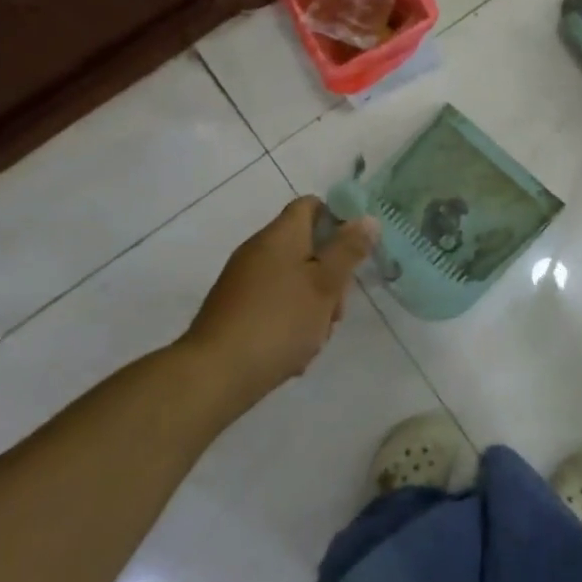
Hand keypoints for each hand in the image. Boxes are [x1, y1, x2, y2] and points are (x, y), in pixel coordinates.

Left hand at [183, 197, 379, 396]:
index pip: (311, 206)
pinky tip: (294, 352)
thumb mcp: (326, 284)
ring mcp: (243, 282)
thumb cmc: (279, 321)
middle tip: (336, 309)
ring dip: (313, 305)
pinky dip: (289, 322)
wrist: (213, 376)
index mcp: (280, 235)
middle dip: (330, 276)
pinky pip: (274, 305)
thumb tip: (367, 218)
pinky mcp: (234, 311)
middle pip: (306, 248)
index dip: (338, 220)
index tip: (354, 250)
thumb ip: (348, 250)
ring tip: (316, 337)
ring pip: (294, 281)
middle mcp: (258, 251)